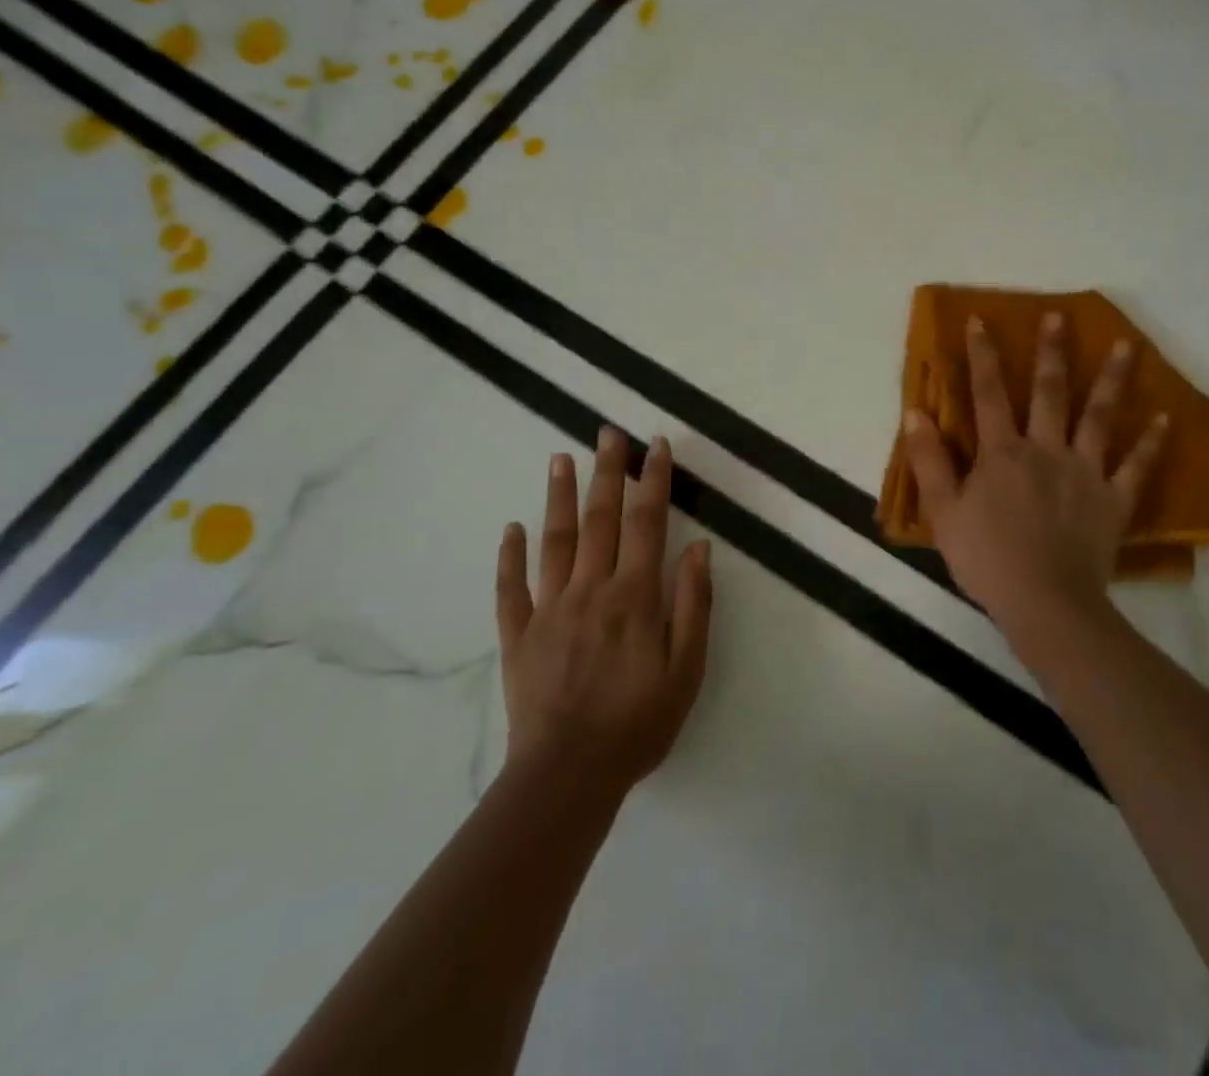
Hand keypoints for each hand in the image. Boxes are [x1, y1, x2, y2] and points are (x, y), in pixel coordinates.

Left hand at [496, 429, 712, 795]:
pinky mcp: (518, 635)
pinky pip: (511, 588)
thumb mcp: (687, 670)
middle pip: (600, 519)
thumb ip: (693, 605)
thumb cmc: (638, 724)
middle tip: (607, 432)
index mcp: (634, 597)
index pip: (647, 523)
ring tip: (560, 458)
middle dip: (607, 472)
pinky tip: (512, 528)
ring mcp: (549, 610)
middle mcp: (591, 590)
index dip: (653, 481)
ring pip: (554, 541)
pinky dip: (510, 556)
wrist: (568, 776)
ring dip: (558, 496)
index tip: (655, 446)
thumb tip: (698, 549)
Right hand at [902, 314, 1167, 653]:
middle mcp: (1046, 450)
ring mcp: (1085, 472)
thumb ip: (929, 460)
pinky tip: (1166, 418)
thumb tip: (914, 412)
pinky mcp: (1113, 500)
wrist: (1044, 603)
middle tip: (1060, 316)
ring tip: (1128, 345)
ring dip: (1113, 380)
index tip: (981, 321)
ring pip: (1099, 418)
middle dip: (1052, 352)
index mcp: (1003, 453)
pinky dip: (1151, 443)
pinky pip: (1135, 467)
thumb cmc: (987, 558)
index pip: (988, 394)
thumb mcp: (943, 511)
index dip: (983, 356)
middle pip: (1050, 393)